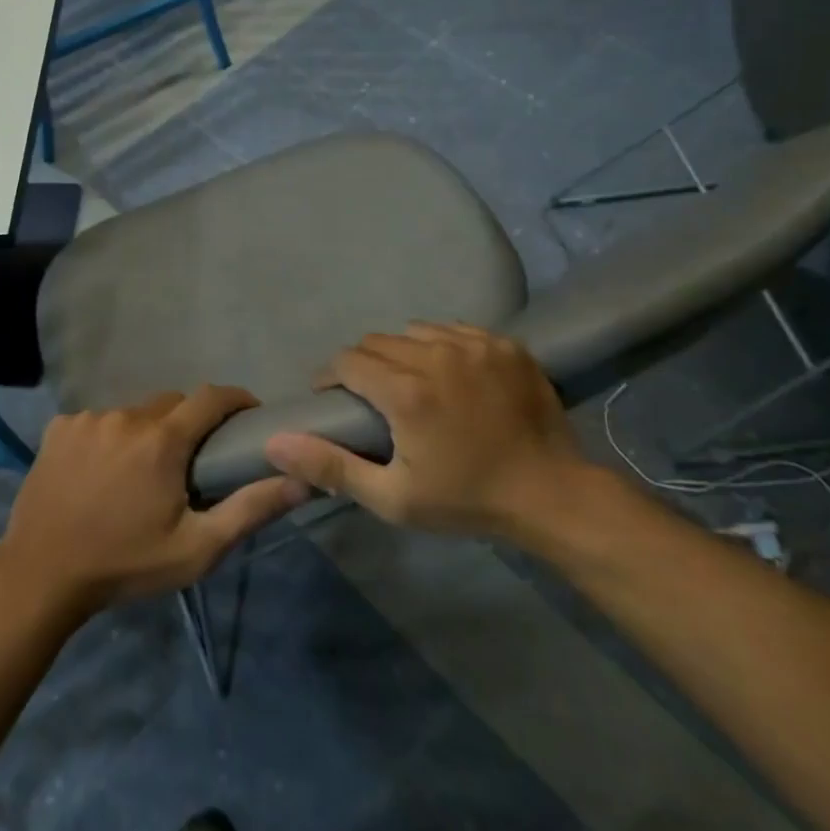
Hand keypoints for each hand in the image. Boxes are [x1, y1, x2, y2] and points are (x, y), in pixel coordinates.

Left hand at [0, 385, 308, 616]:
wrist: (41, 575)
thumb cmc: (125, 564)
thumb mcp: (196, 548)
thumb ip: (250, 509)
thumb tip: (301, 479)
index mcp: (162, 439)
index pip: (211, 397)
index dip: (235, 399)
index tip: (248, 415)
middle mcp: (126, 416)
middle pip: (171, 404)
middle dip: (188, 423)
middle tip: (190, 461)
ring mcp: (87, 419)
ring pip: (133, 413)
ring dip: (145, 433)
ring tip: (139, 473)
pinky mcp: (58, 428)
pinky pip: (97, 421)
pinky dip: (108, 438)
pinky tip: (99, 472)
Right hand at [264, 323, 587, 543]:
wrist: (553, 496)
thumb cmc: (467, 500)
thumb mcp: (392, 498)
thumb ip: (330, 466)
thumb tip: (276, 441)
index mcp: (406, 392)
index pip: (348, 361)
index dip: (331, 378)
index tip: (334, 399)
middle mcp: (437, 356)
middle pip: (377, 342)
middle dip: (363, 365)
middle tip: (371, 397)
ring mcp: (475, 345)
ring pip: (414, 331)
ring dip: (402, 352)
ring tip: (410, 382)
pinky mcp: (505, 345)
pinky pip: (454, 330)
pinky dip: (441, 346)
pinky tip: (450, 374)